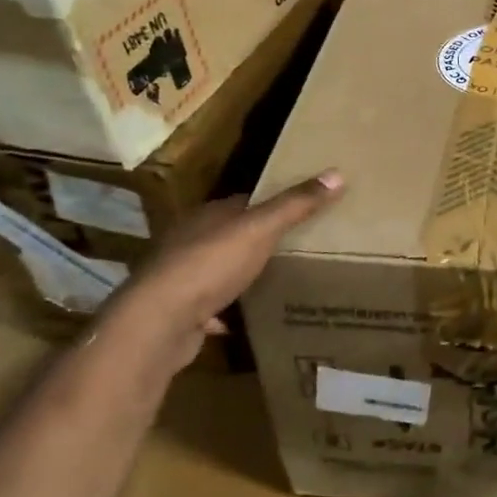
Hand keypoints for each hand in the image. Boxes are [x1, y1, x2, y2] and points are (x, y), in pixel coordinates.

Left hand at [100, 171, 343, 368]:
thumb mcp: (260, 229)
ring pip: (216, 270)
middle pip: (230, 234)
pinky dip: (223, 311)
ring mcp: (180, 278)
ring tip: (274, 280)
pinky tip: (241, 320)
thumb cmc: (211, 264)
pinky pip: (207, 307)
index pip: (244, 202)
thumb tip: (337, 173)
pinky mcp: (178, 312)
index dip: (271, 204)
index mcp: (208, 216)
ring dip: (238, 275)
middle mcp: (190, 241)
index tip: (302, 210)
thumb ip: (296, 204)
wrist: (159, 322)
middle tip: (296, 247)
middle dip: (257, 240)